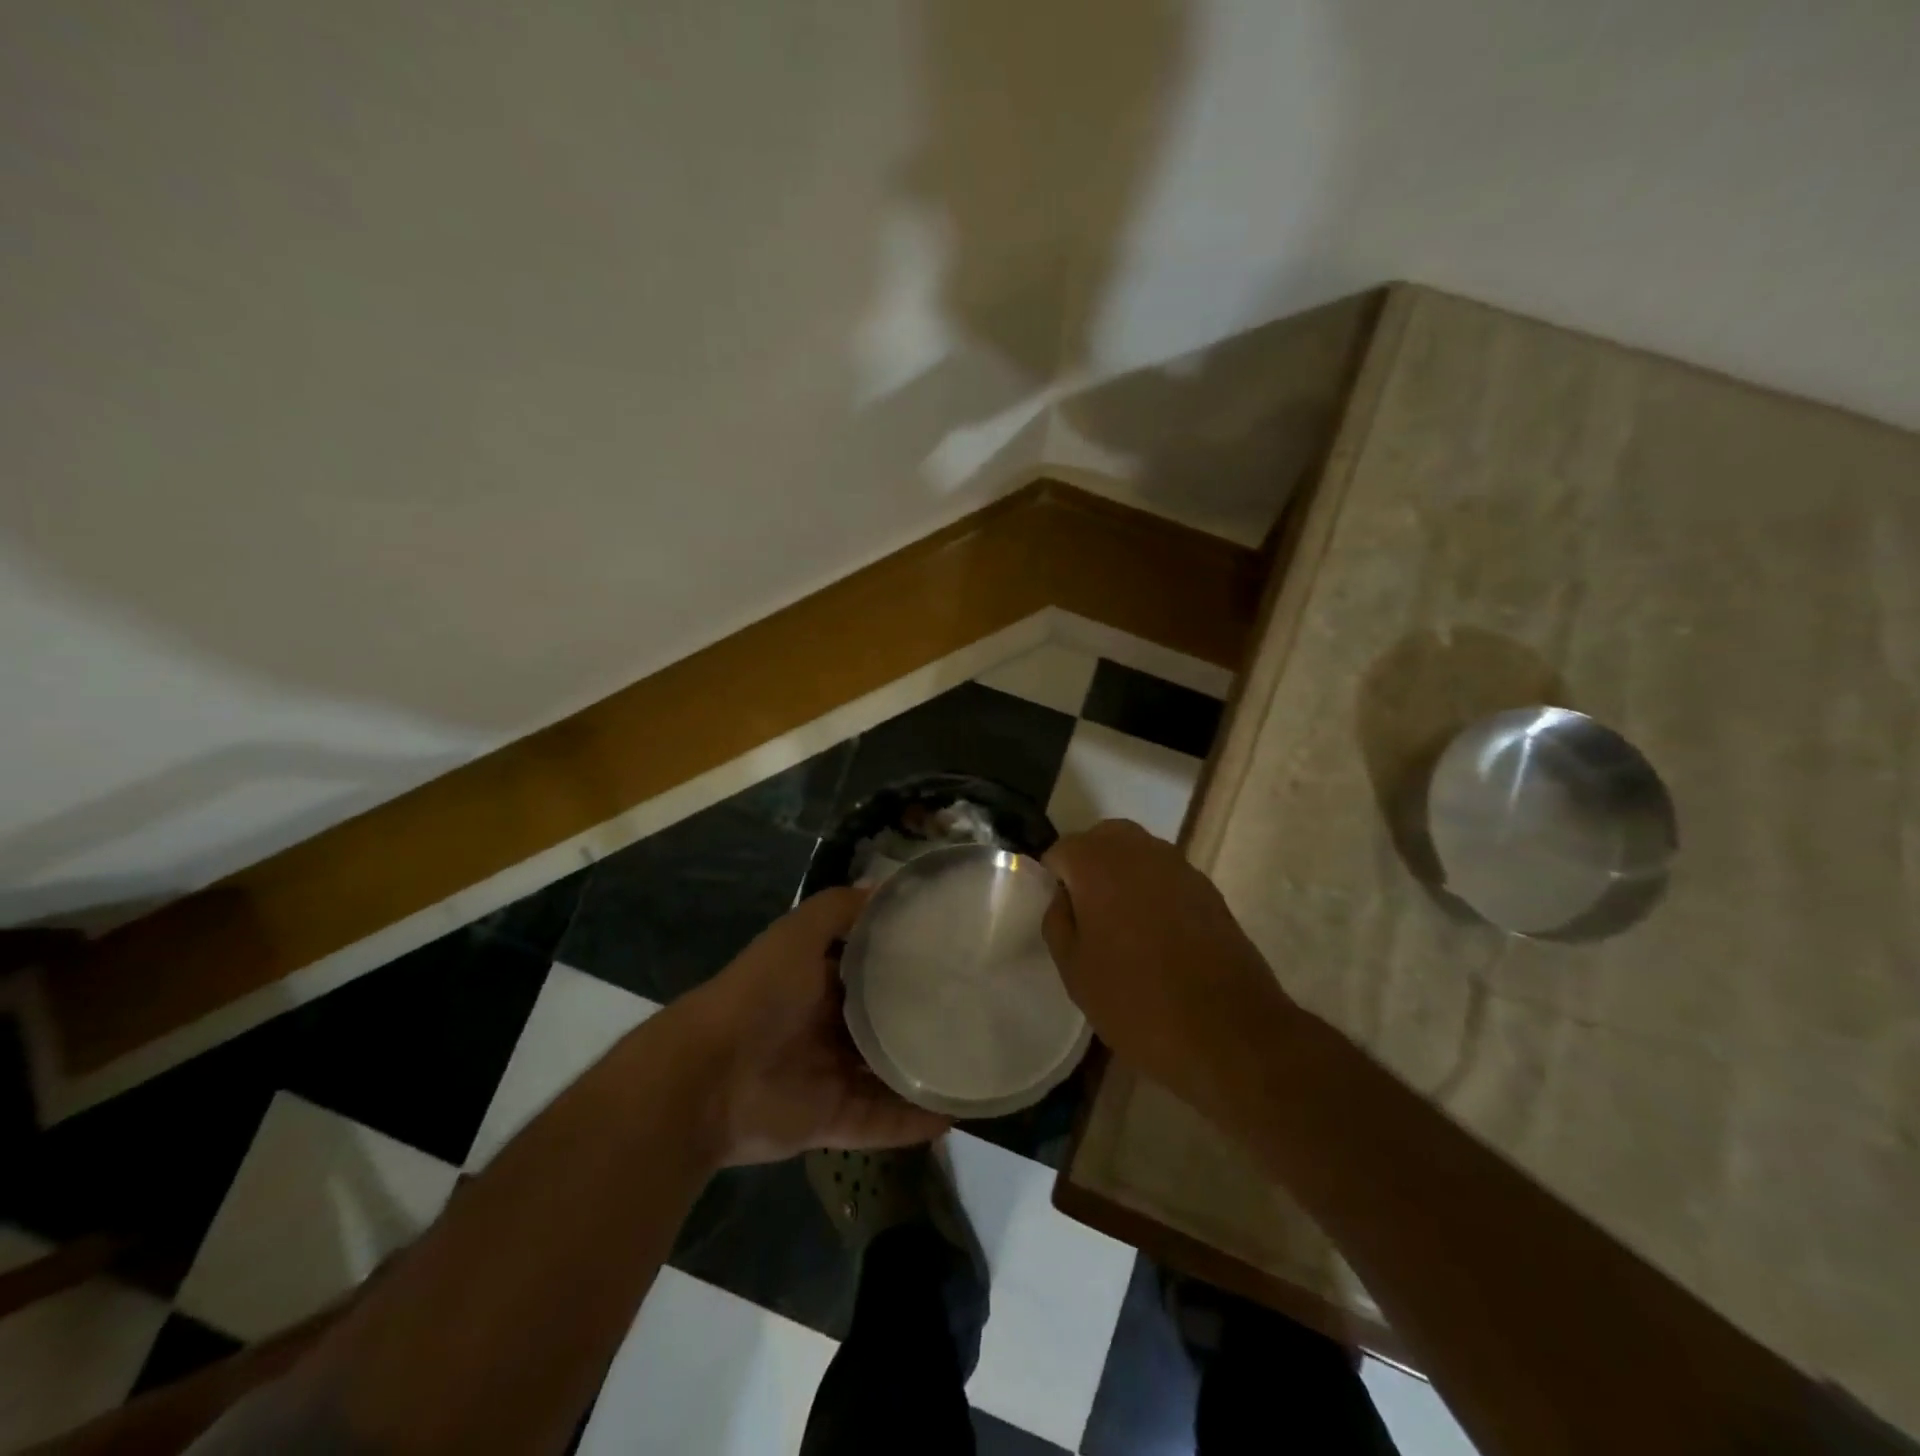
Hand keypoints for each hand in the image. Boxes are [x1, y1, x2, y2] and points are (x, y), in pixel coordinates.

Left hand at [680, 887, 950, 1165]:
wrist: (709, 1077)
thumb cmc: (760, 994)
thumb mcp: (798, 934)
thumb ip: (838, 909)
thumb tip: (886, 888)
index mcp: (816, 982)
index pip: (868, 969)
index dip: (903, 961)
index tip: (950, 954)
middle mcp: (824, 1027)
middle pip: (880, 1023)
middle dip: (919, 1018)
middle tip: (974, 1011)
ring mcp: (828, 1076)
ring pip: (885, 1074)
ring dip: (922, 1072)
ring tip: (975, 1065)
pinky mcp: (830, 1120)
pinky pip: (879, 1121)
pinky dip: (911, 1122)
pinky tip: (953, 1114)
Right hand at [1043, 820, 1290, 1106]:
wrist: (1228, 1032)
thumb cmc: (1136, 1000)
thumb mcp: (1075, 970)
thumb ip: (1058, 921)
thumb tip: (1063, 897)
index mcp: (1098, 863)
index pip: (1061, 850)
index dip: (1053, 879)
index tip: (1058, 914)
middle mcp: (1139, 850)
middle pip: (1102, 839)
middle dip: (1088, 865)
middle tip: (1085, 912)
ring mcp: (1179, 866)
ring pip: (1138, 852)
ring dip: (1122, 875)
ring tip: (1120, 924)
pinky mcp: (1208, 889)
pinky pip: (1166, 875)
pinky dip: (1153, 890)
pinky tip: (1155, 933)